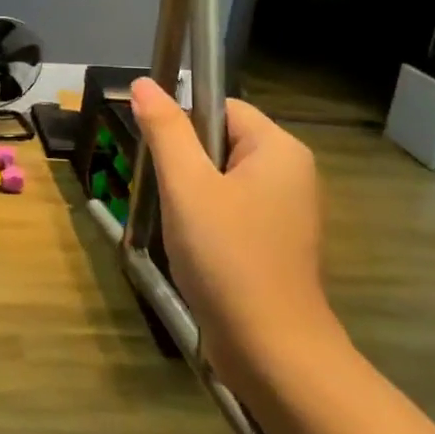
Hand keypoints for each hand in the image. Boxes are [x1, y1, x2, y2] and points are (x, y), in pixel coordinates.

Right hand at [128, 78, 333, 366]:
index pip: (221, 107)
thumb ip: (165, 130)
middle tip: (169, 198)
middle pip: (220, 142)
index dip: (183, 125)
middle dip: (186, 166)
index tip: (161, 160)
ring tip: (181, 228)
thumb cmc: (228, 257)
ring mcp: (286, 211)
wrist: (271, 350)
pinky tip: (195, 249)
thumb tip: (143, 83)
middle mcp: (290, 173)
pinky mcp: (275, 242)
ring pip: (221, 180)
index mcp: (279, 149)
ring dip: (191, 197)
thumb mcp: (187, 186)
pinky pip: (232, 210)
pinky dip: (207, 222)